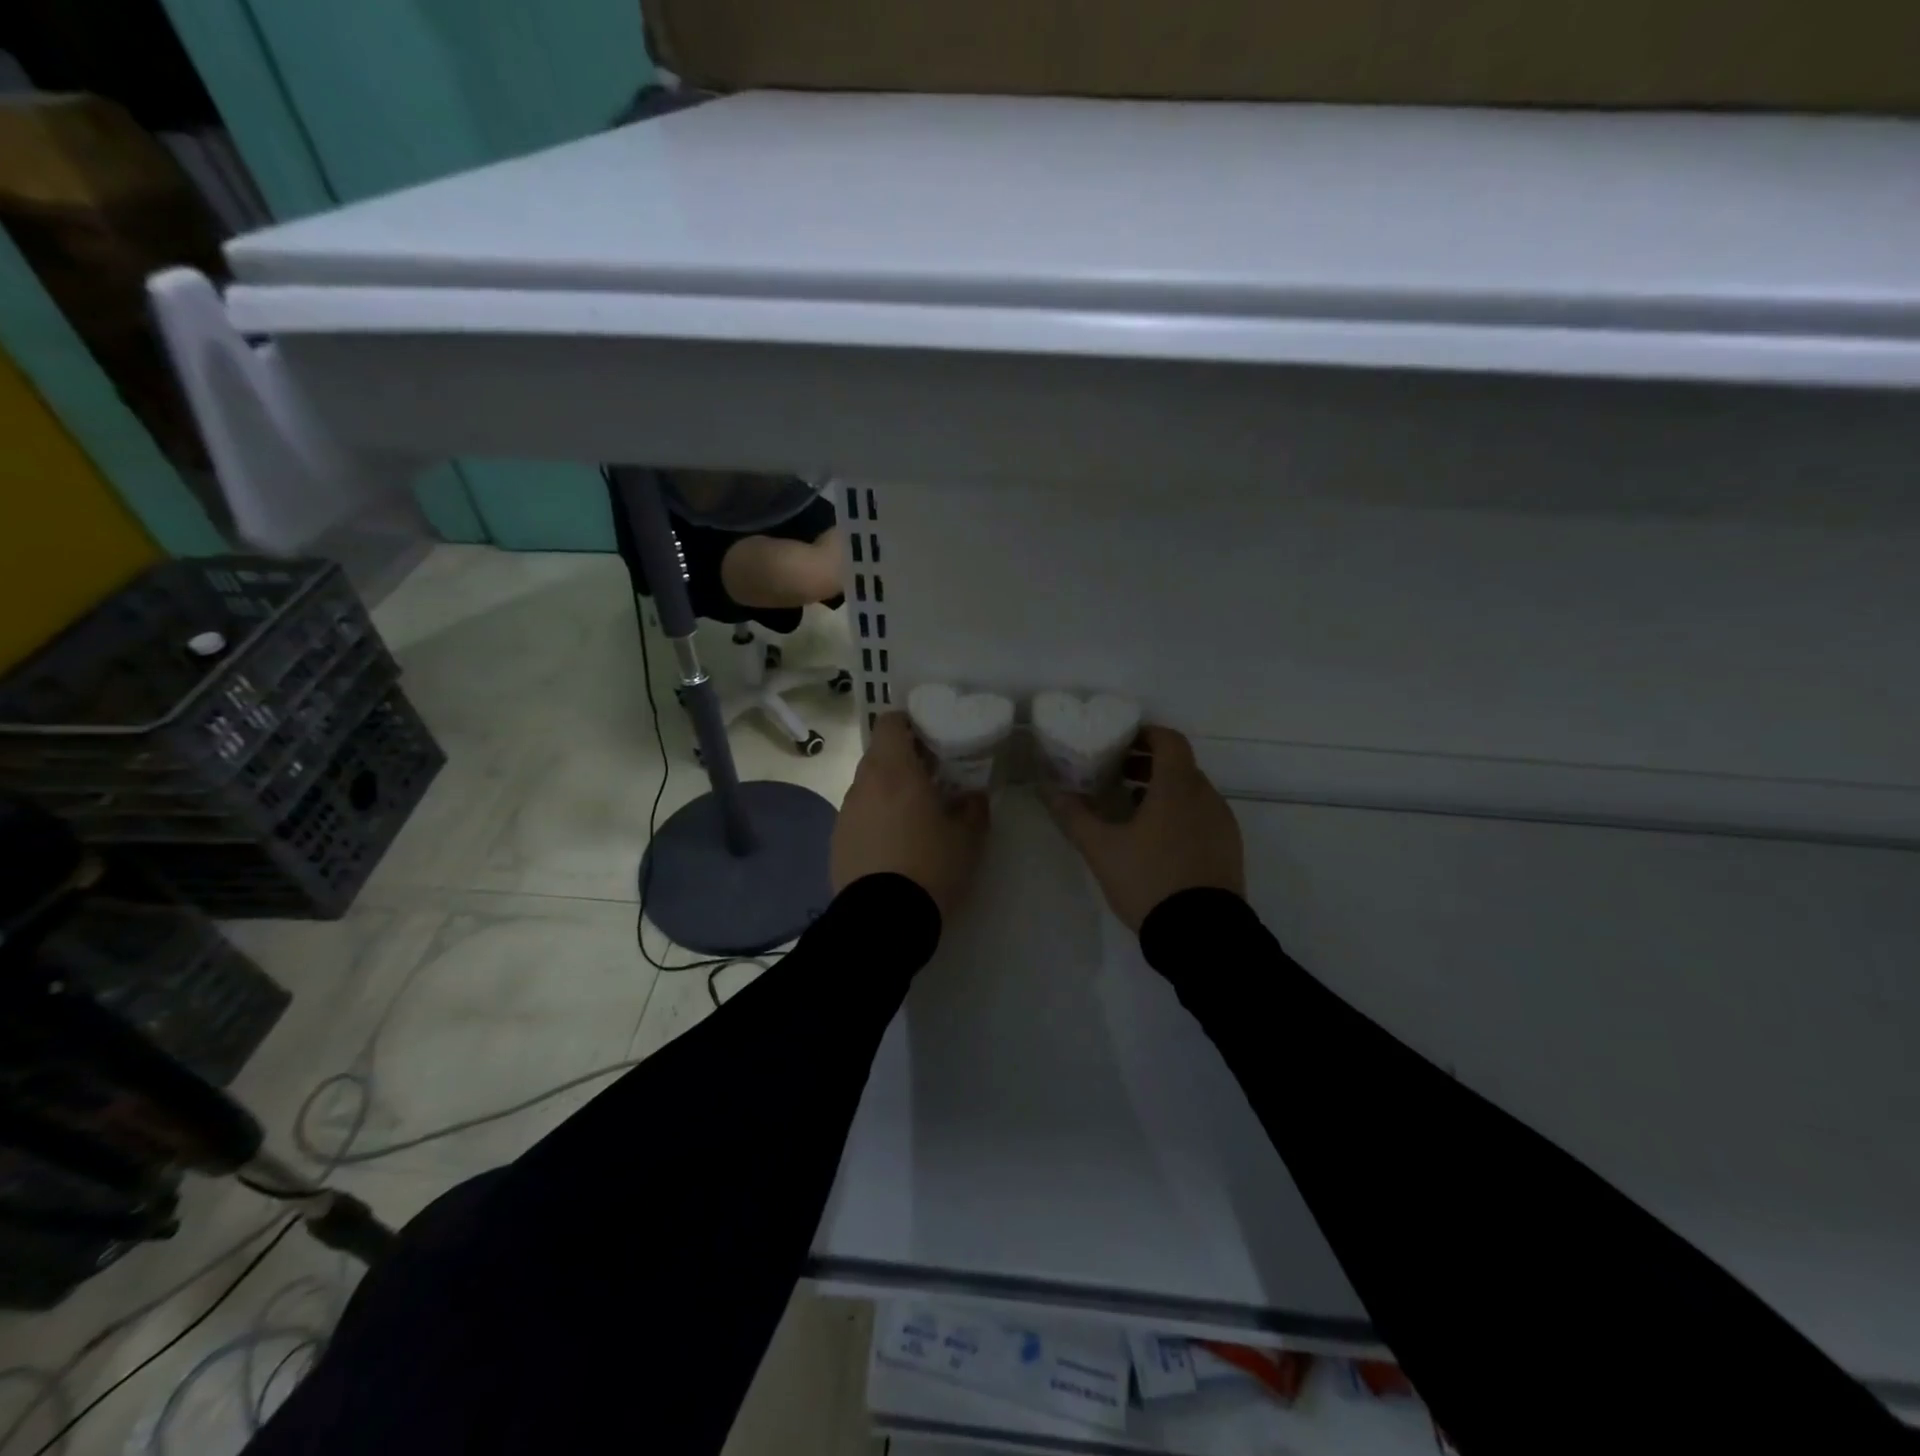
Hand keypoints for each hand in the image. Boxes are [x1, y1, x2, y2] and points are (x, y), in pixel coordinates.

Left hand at [832, 713, 989, 920]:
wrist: (883, 921)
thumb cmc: (931, 868)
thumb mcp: (968, 839)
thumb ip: (974, 808)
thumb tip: (973, 796)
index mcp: (894, 772)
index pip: (889, 723)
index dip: (908, 724)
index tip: (929, 739)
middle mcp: (863, 785)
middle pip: (879, 756)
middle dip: (903, 762)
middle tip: (930, 781)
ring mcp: (845, 814)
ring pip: (867, 788)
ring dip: (888, 793)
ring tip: (913, 819)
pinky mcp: (836, 842)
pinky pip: (858, 818)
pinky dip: (874, 821)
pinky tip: (893, 848)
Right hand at [1046, 726, 1245, 931]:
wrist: (1202, 934)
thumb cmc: (1149, 880)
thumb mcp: (1101, 848)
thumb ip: (1074, 815)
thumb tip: (1047, 789)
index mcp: (1178, 787)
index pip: (1169, 740)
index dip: (1146, 734)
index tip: (1121, 742)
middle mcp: (1206, 797)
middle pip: (1179, 765)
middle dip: (1148, 764)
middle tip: (1116, 775)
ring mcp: (1222, 823)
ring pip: (1192, 792)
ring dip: (1163, 790)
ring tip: (1131, 809)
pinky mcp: (1228, 848)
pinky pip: (1202, 816)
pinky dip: (1179, 813)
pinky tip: (1156, 840)